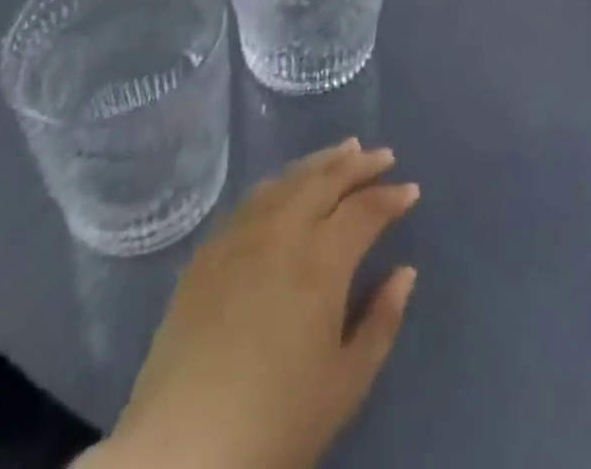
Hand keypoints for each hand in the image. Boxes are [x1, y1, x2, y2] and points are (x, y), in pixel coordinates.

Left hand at [93, 140, 419, 468]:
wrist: (180, 453)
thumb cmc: (275, 424)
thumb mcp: (345, 385)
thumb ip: (381, 321)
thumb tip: (405, 272)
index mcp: (321, 261)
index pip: (364, 209)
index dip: (391, 197)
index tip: (410, 190)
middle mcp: (282, 232)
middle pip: (327, 179)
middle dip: (359, 164)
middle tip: (383, 155)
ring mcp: (240, 236)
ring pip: (288, 179)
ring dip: (320, 162)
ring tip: (343, 151)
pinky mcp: (208, 252)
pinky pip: (252, 199)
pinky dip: (281, 181)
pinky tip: (288, 185)